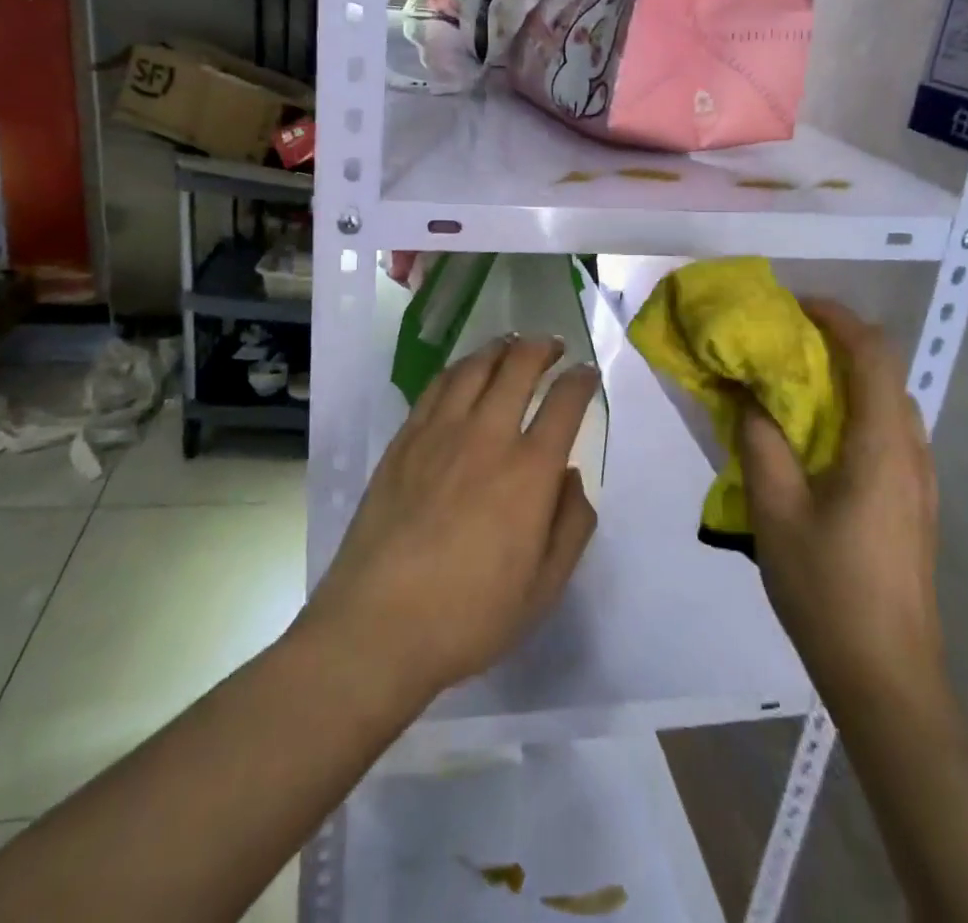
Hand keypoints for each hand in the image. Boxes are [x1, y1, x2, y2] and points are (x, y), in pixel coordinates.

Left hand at [299, 336, 599, 705]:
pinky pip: (435, 387)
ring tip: (512, 344)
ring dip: (500, 348)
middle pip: (518, 367)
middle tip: (554, 346)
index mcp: (529, 472)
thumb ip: (571, 526)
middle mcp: (486, 436)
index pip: (564, 403)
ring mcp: (439, 433)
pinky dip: (459, 368)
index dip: (581, 380)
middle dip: (542, 348)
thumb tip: (572, 476)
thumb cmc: (470, 615)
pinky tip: (464, 372)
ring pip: (474, 367)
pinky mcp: (404, 440)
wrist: (379, 623)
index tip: (588, 373)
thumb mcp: (544, 588)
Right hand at [737, 299, 942, 713]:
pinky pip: (886, 434)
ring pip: (887, 404)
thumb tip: (748, 394)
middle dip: (836, 344)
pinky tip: (814, 440)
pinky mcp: (914, 505)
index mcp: (882, 446)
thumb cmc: (828, 586)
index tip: (793, 308)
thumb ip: (760, 441)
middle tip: (782, 345)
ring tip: (792, 386)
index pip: (872, 354)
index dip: (837, 318)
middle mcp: (911, 452)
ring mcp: (919, 482)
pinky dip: (852, 412)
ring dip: (844, 380)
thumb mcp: (775, 509)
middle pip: (884, 373)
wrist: (887, 675)